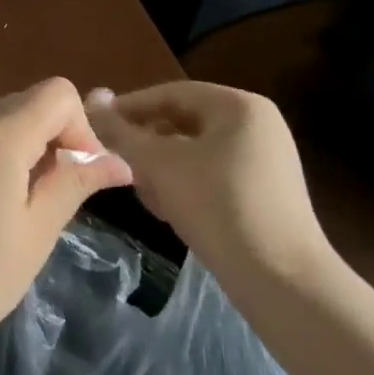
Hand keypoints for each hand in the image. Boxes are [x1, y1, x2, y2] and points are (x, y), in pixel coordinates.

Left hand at [0, 78, 132, 364]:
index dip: (81, 128)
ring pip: (8, 121)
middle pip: (32, 102)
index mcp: (0, 134)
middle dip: (60, 138)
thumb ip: (74, 184)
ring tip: (33, 209)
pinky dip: (7, 158)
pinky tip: (1, 208)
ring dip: (34, 151)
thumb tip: (119, 161)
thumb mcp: (36, 232)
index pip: (58, 93)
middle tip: (62, 197)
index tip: (80, 178)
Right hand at [85, 82, 333, 286]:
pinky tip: (168, 210)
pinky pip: (210, 173)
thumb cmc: (217, 205)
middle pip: (181, 122)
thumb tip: (92, 101)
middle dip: (145, 144)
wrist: (281, 280)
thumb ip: (121, 131)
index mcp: (239, 105)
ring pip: (193, 150)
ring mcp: (263, 159)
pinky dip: (184, 184)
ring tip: (143, 192)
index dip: (127, 108)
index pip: (169, 93)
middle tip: (115, 163)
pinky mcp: (263, 192)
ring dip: (160, 168)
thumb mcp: (159, 164)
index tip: (94, 126)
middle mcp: (256, 124)